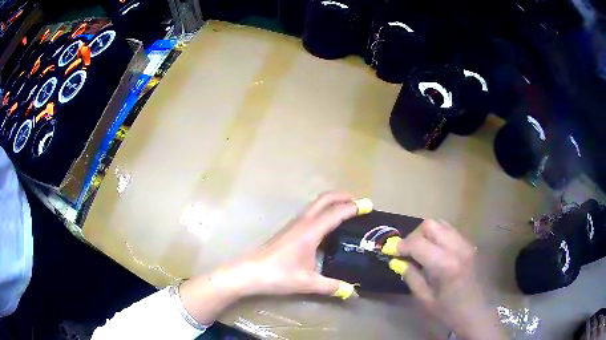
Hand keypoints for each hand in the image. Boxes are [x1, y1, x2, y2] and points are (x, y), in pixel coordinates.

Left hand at [235, 191, 358, 296]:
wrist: (249, 272)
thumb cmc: (278, 275)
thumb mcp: (307, 283)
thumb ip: (331, 286)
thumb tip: (351, 291)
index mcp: (311, 231)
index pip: (336, 213)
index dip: (353, 208)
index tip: (369, 206)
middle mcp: (303, 222)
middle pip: (324, 200)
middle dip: (342, 197)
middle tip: (358, 203)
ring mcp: (294, 224)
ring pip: (315, 205)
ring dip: (332, 203)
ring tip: (346, 211)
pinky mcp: (288, 230)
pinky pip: (310, 213)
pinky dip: (323, 211)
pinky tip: (327, 227)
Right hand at [385, 219, 503, 339]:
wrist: (474, 311)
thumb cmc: (448, 310)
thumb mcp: (424, 298)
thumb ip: (411, 276)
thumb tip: (397, 260)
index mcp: (445, 265)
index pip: (418, 243)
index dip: (401, 246)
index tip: (391, 252)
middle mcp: (457, 248)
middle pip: (430, 225)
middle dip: (415, 236)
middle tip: (408, 252)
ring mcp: (465, 243)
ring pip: (441, 223)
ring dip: (427, 234)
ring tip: (421, 251)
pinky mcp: (469, 244)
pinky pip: (449, 230)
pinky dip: (438, 236)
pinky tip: (435, 252)